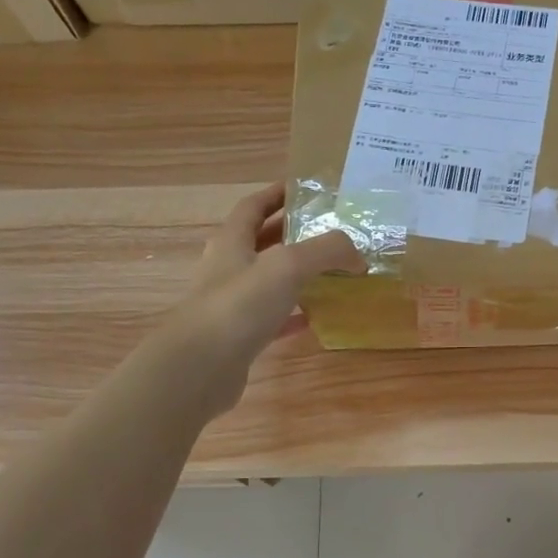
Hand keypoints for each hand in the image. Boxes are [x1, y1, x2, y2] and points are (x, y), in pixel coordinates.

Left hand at [163, 184, 363, 413]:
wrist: (199, 368)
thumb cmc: (239, 305)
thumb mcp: (289, 266)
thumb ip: (327, 252)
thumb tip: (358, 256)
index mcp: (232, 242)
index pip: (253, 206)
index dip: (276, 194)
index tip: (305, 189)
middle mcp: (228, 269)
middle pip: (261, 242)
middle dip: (291, 233)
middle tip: (328, 232)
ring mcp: (231, 305)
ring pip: (268, 281)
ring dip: (295, 275)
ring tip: (330, 272)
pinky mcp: (239, 337)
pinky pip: (272, 319)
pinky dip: (294, 314)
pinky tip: (317, 316)